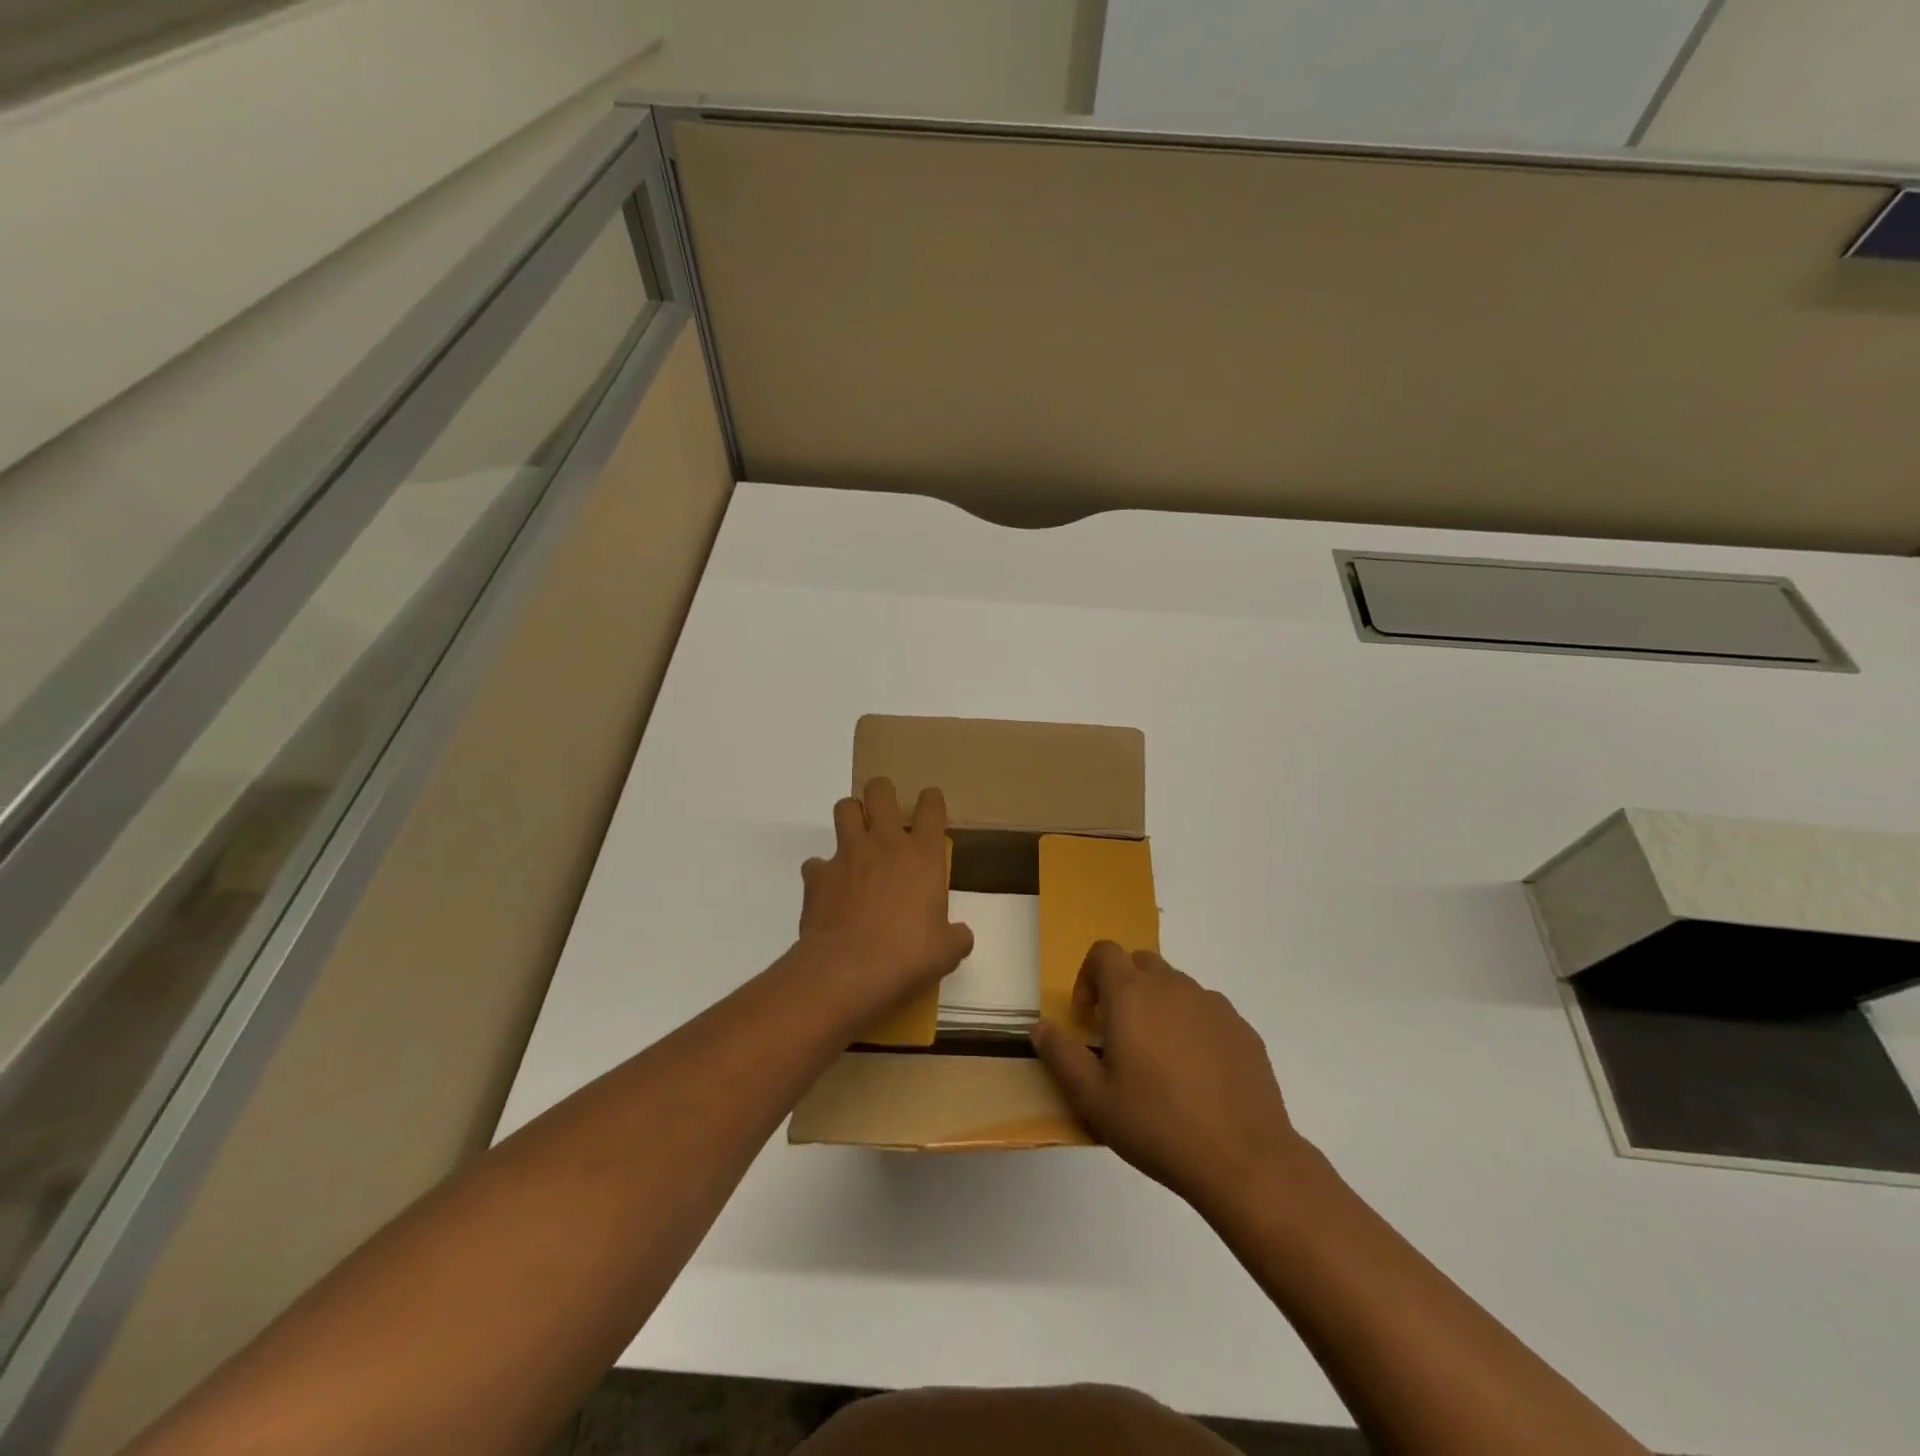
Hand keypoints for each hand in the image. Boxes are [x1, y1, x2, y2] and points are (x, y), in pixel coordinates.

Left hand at [797, 777, 973, 1027]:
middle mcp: (884, 843)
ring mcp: (847, 855)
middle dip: (883, 792)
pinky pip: (815, 862)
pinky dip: (822, 871)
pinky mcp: (817, 876)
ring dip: (851, 817)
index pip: (931, 807)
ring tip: (856, 837)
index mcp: (922, 855)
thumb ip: (955, 937)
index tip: (930, 805)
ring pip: (844, 808)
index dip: (931, 800)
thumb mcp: (946, 952)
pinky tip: (829, 890)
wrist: (848, 971)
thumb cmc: (908, 956)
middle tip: (885, 809)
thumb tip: (960, 936)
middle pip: (880, 791)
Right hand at [1032, 942, 1309, 1215]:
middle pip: (1140, 963)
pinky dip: (1193, 1027)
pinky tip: (1197, 1075)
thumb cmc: (1158, 1126)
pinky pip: (1207, 1012)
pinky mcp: (1242, 1028)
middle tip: (1119, 1035)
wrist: (1244, 1160)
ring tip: (1159, 1059)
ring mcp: (1213, 1005)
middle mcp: (1173, 986)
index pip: (1104, 952)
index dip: (1088, 975)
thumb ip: (1061, 1055)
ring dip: (1159, 1006)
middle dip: (1124, 988)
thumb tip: (1040, 1027)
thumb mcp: (1093, 1100)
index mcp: (1132, 995)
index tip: (1087, 1016)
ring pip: (1176, 987)